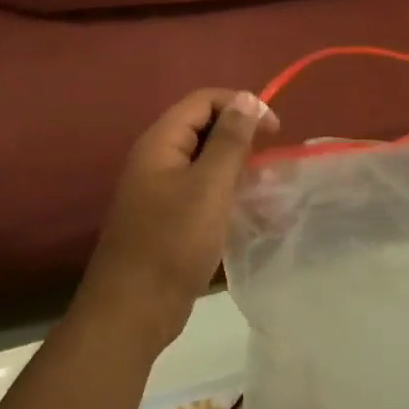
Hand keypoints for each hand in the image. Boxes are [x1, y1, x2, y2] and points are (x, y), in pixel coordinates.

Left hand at [77, 89, 279, 349]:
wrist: (134, 309)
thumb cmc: (173, 242)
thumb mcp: (210, 186)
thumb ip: (230, 140)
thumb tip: (247, 99)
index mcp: (161, 142)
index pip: (203, 100)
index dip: (241, 105)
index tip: (275, 130)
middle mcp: (157, 158)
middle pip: (203, 126)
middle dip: (240, 133)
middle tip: (272, 155)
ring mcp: (159, 189)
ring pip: (204, 159)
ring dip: (236, 164)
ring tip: (265, 182)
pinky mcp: (167, 216)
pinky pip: (200, 188)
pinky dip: (225, 190)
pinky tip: (248, 208)